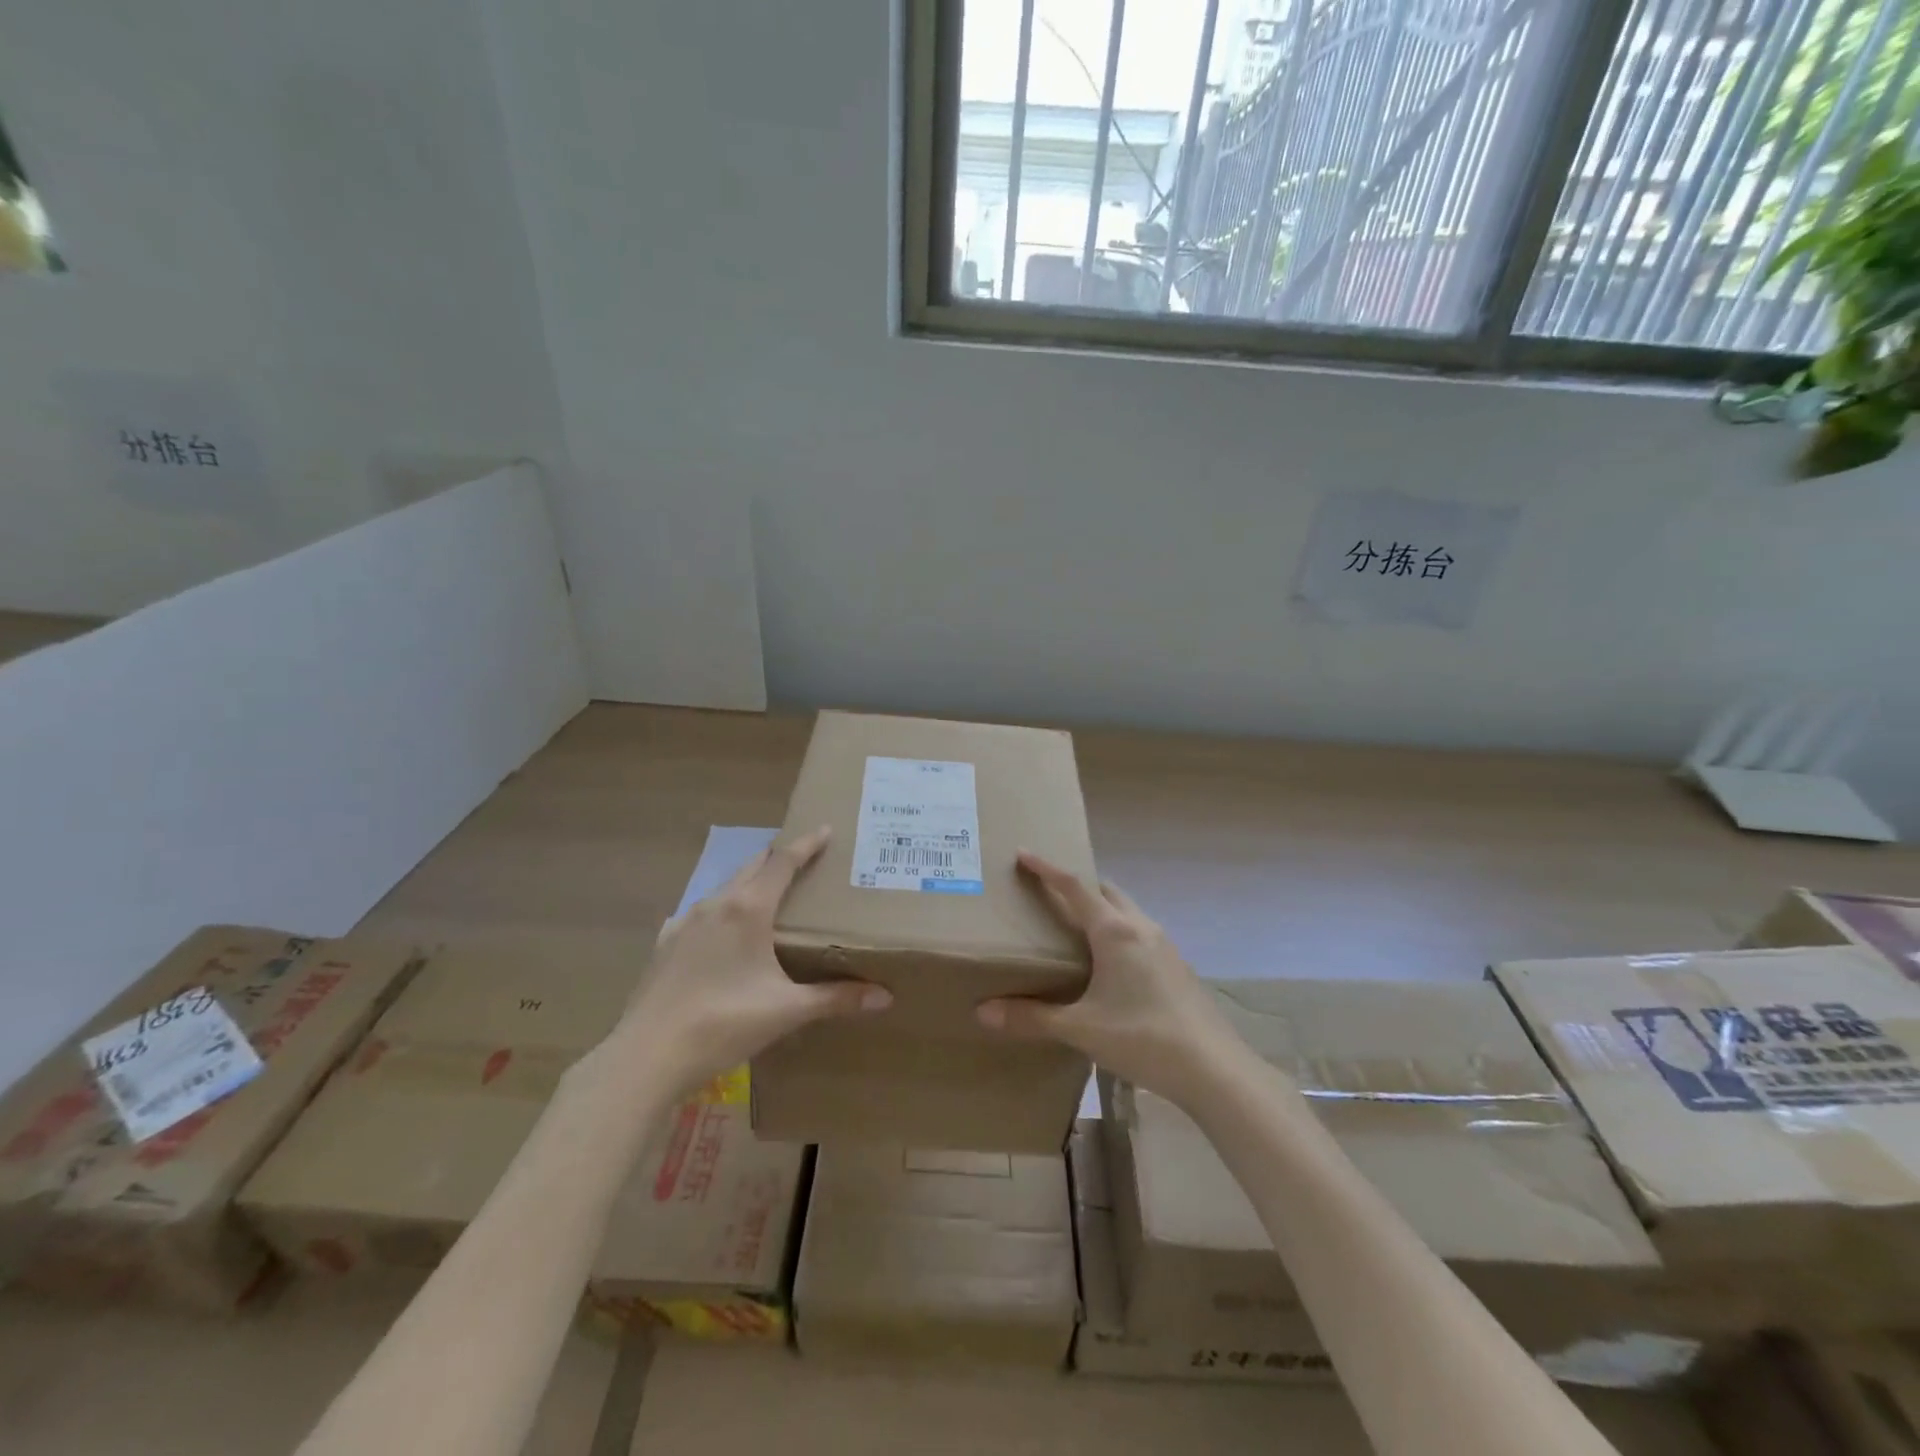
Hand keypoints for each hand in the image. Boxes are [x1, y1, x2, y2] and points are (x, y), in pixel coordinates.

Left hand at [615, 827, 890, 1094]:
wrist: (647, 1055)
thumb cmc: (724, 1023)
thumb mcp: (787, 1010)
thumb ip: (836, 999)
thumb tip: (885, 997)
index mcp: (748, 909)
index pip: (783, 862)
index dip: (807, 844)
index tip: (826, 829)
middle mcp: (716, 904)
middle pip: (753, 867)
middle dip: (779, 858)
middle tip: (804, 859)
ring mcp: (685, 922)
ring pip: (725, 888)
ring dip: (749, 882)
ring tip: (768, 895)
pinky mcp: (665, 943)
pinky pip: (700, 913)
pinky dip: (721, 910)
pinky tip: (721, 931)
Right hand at [976, 852, 1242, 1106]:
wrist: (1214, 1069)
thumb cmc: (1143, 1038)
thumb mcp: (1081, 1029)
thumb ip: (1032, 1017)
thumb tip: (982, 1012)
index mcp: (1114, 931)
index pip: (1074, 887)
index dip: (1046, 868)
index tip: (1023, 853)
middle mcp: (1140, 927)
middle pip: (1105, 891)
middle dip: (1076, 885)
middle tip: (1048, 893)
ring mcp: (1164, 945)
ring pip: (1126, 911)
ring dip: (1100, 908)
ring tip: (1075, 927)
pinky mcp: (1177, 966)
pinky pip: (1139, 933)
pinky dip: (1117, 931)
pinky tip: (1109, 964)